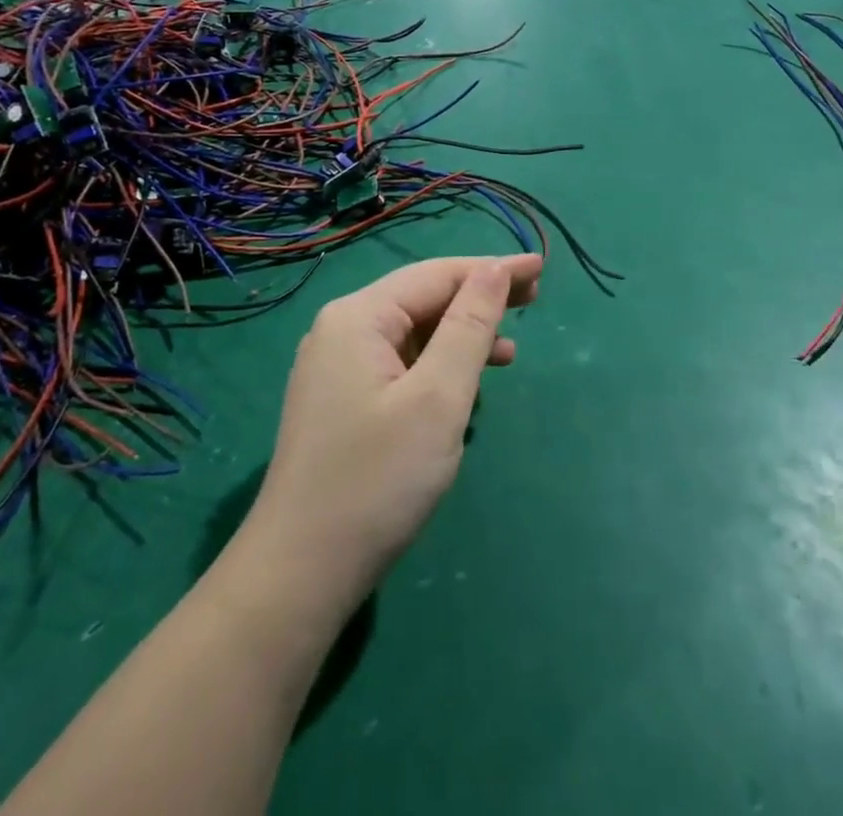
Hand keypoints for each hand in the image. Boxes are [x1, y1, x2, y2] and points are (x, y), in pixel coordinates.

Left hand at [246, 255, 541, 606]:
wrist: (300, 574)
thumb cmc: (377, 479)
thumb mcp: (438, 398)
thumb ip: (469, 326)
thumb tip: (494, 269)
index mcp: (359, 317)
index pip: (437, 275)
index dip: (492, 269)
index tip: (541, 268)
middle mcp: (343, 330)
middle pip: (423, 298)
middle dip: (479, 298)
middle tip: (535, 299)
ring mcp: (338, 368)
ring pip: (414, 334)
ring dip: (462, 336)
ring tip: (510, 352)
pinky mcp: (342, 401)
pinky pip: (401, 365)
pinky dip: (438, 367)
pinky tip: (465, 388)